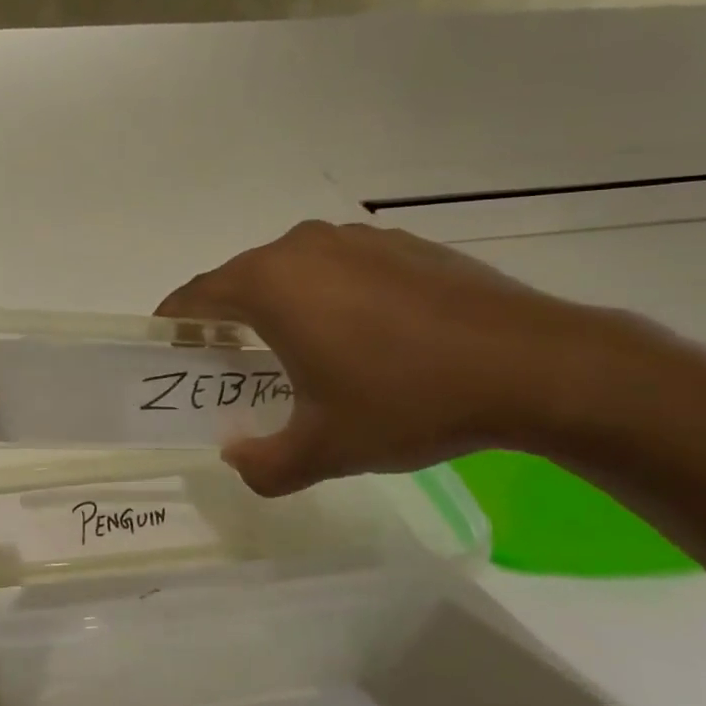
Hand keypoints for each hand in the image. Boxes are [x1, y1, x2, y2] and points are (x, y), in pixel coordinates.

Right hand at [157, 221, 617, 494]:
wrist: (537, 367)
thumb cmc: (408, 401)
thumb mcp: (324, 449)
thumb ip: (263, 465)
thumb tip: (237, 459)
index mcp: (271, 284)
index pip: (196, 296)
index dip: (175, 322)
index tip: (168, 346)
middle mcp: (303, 248)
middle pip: (241, 280)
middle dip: (225, 318)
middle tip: (226, 362)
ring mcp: (357, 240)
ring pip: (292, 271)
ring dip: (279, 305)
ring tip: (292, 351)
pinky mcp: (403, 245)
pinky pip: (340, 267)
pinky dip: (328, 296)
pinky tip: (359, 337)